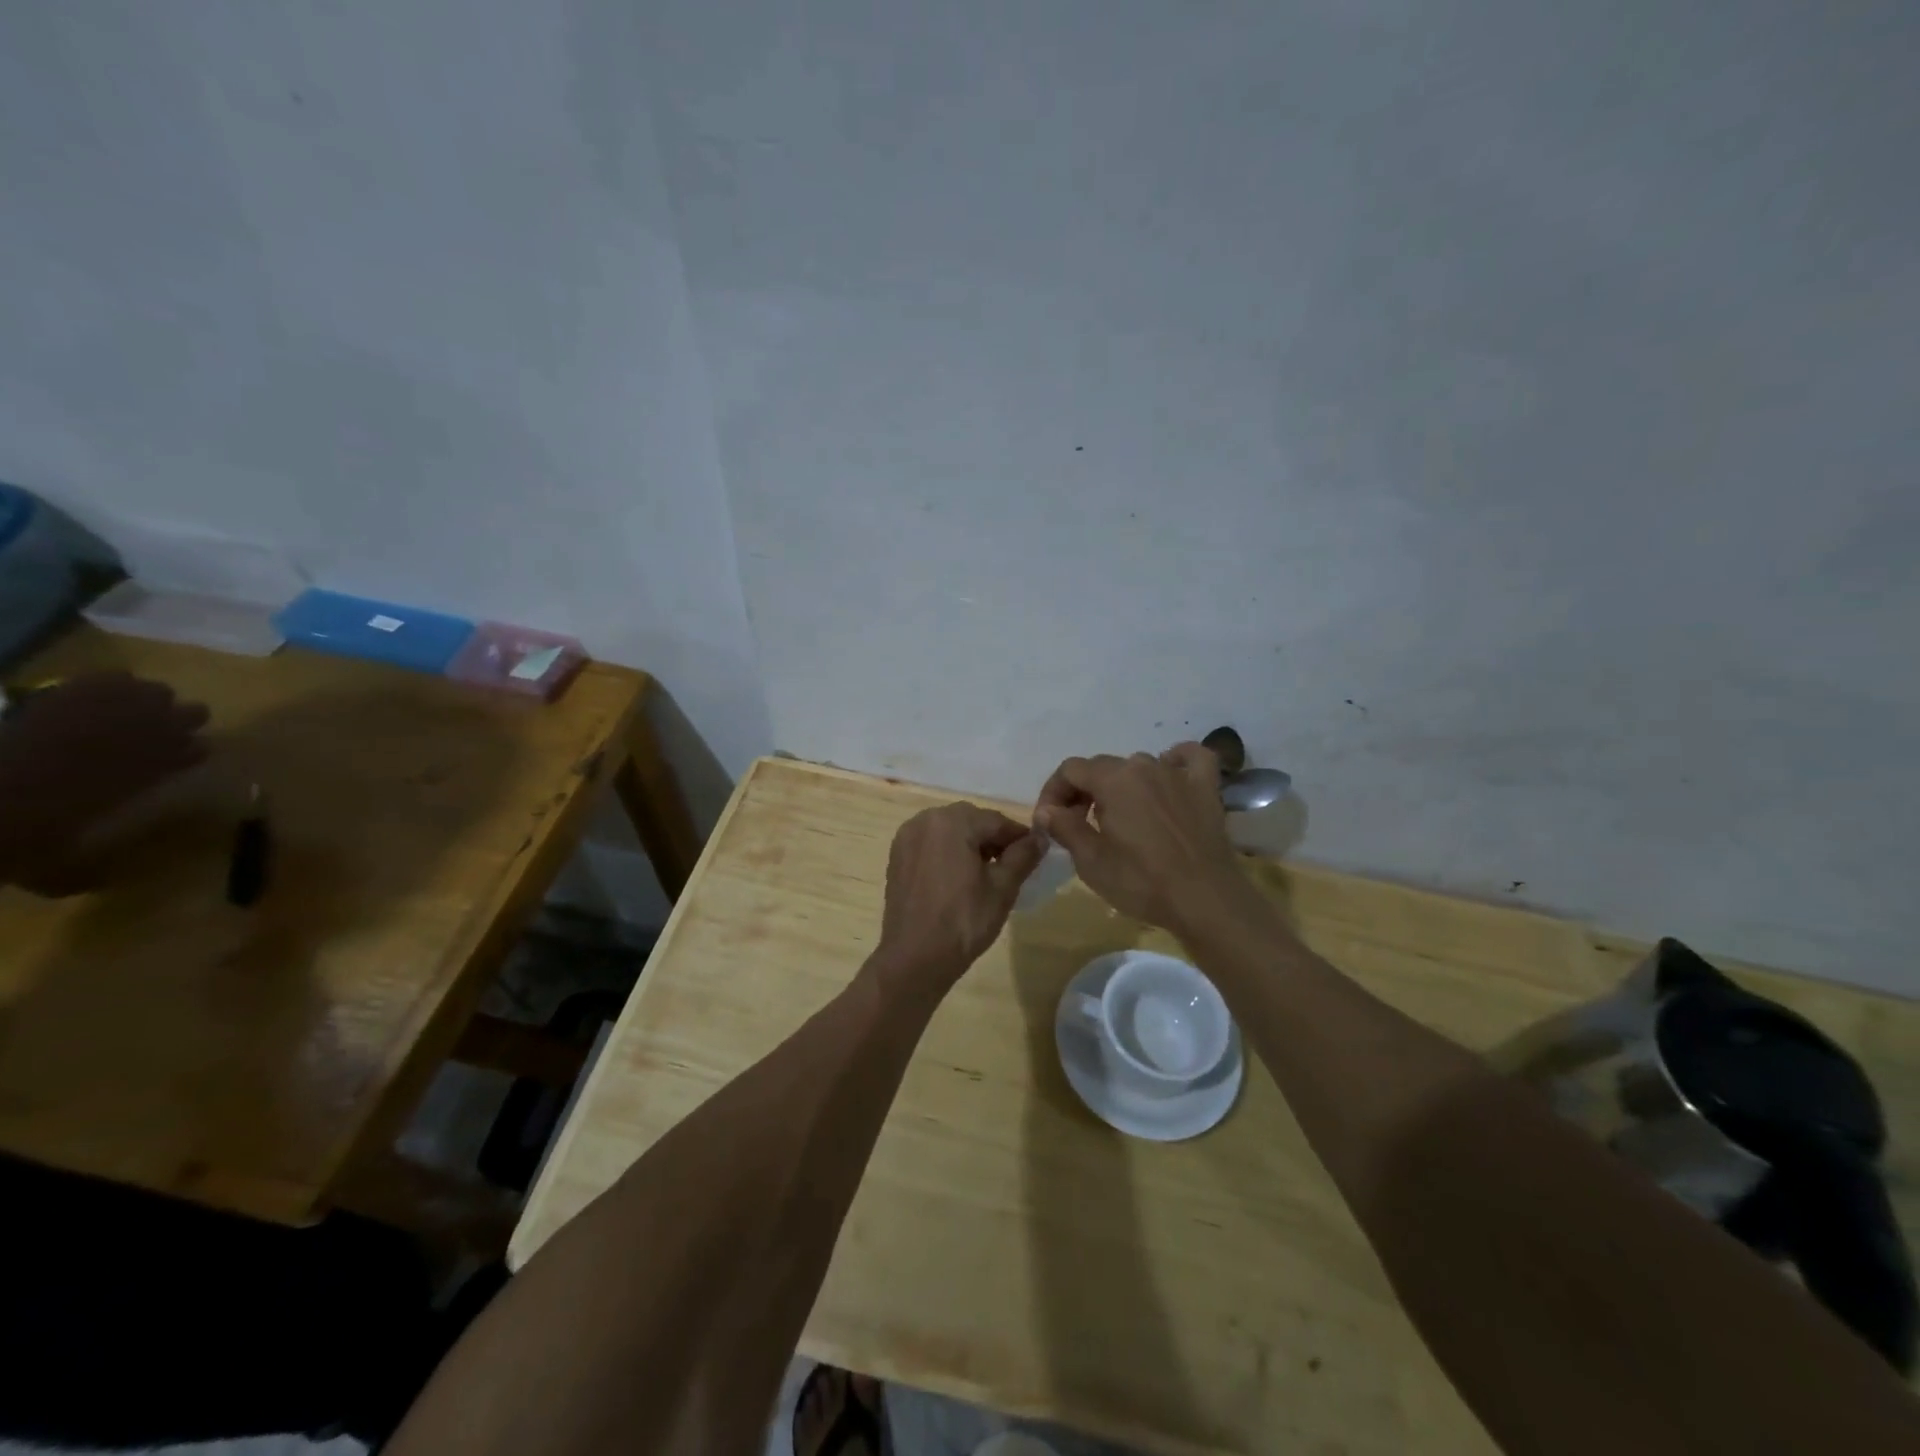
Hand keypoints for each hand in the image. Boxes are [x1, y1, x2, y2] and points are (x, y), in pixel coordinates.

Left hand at [0, 672, 208, 890]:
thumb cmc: (18, 835)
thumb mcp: (52, 869)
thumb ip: (87, 870)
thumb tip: (109, 877)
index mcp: (146, 776)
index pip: (195, 751)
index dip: (194, 752)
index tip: (190, 756)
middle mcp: (138, 741)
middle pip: (185, 715)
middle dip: (181, 721)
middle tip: (170, 730)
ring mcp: (100, 716)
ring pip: (152, 693)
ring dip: (151, 701)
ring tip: (142, 707)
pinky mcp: (59, 700)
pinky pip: (103, 680)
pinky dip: (112, 683)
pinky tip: (109, 690)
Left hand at [874, 802, 1044, 990]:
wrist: (915, 958)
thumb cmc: (963, 921)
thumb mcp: (1003, 888)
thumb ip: (1023, 856)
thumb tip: (1040, 837)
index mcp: (952, 821)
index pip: (996, 821)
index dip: (1019, 837)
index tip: (1035, 854)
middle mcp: (925, 819)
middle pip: (971, 821)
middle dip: (993, 839)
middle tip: (1012, 866)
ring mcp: (907, 837)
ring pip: (950, 830)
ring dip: (970, 844)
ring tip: (986, 874)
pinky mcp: (897, 855)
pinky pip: (931, 844)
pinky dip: (948, 852)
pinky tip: (959, 878)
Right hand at [1034, 743, 1244, 930]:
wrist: (1205, 901)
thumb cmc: (1142, 882)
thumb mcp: (1091, 861)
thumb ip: (1064, 827)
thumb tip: (1046, 810)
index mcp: (1113, 780)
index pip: (1071, 770)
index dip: (1053, 792)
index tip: (1050, 821)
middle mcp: (1144, 766)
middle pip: (1103, 767)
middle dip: (1083, 791)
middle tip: (1078, 825)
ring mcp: (1178, 774)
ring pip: (1139, 766)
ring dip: (1121, 785)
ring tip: (1119, 816)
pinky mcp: (1205, 788)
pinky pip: (1190, 759)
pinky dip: (1176, 761)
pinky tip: (1169, 776)